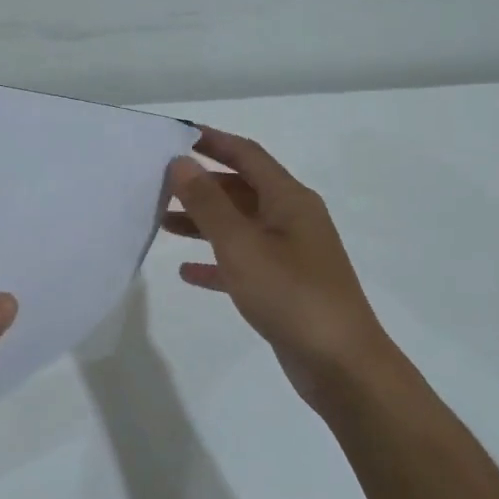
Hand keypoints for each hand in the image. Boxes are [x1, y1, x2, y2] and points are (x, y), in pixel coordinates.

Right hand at [165, 127, 406, 411]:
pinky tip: (187, 272)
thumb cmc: (290, 294)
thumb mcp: (241, 245)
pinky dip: (216, 262)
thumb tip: (180, 162)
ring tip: (161, 223)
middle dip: (201, 185)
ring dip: (204, 222)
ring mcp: (290, 254)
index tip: (175, 135)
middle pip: (241, 189)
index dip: (212, 141)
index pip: (247, 154)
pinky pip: (243, 263)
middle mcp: (292, 219)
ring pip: (239, 226)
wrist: (340, 364)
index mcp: (289, 199)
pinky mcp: (284, 287)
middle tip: (158, 185)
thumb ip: (208, 203)